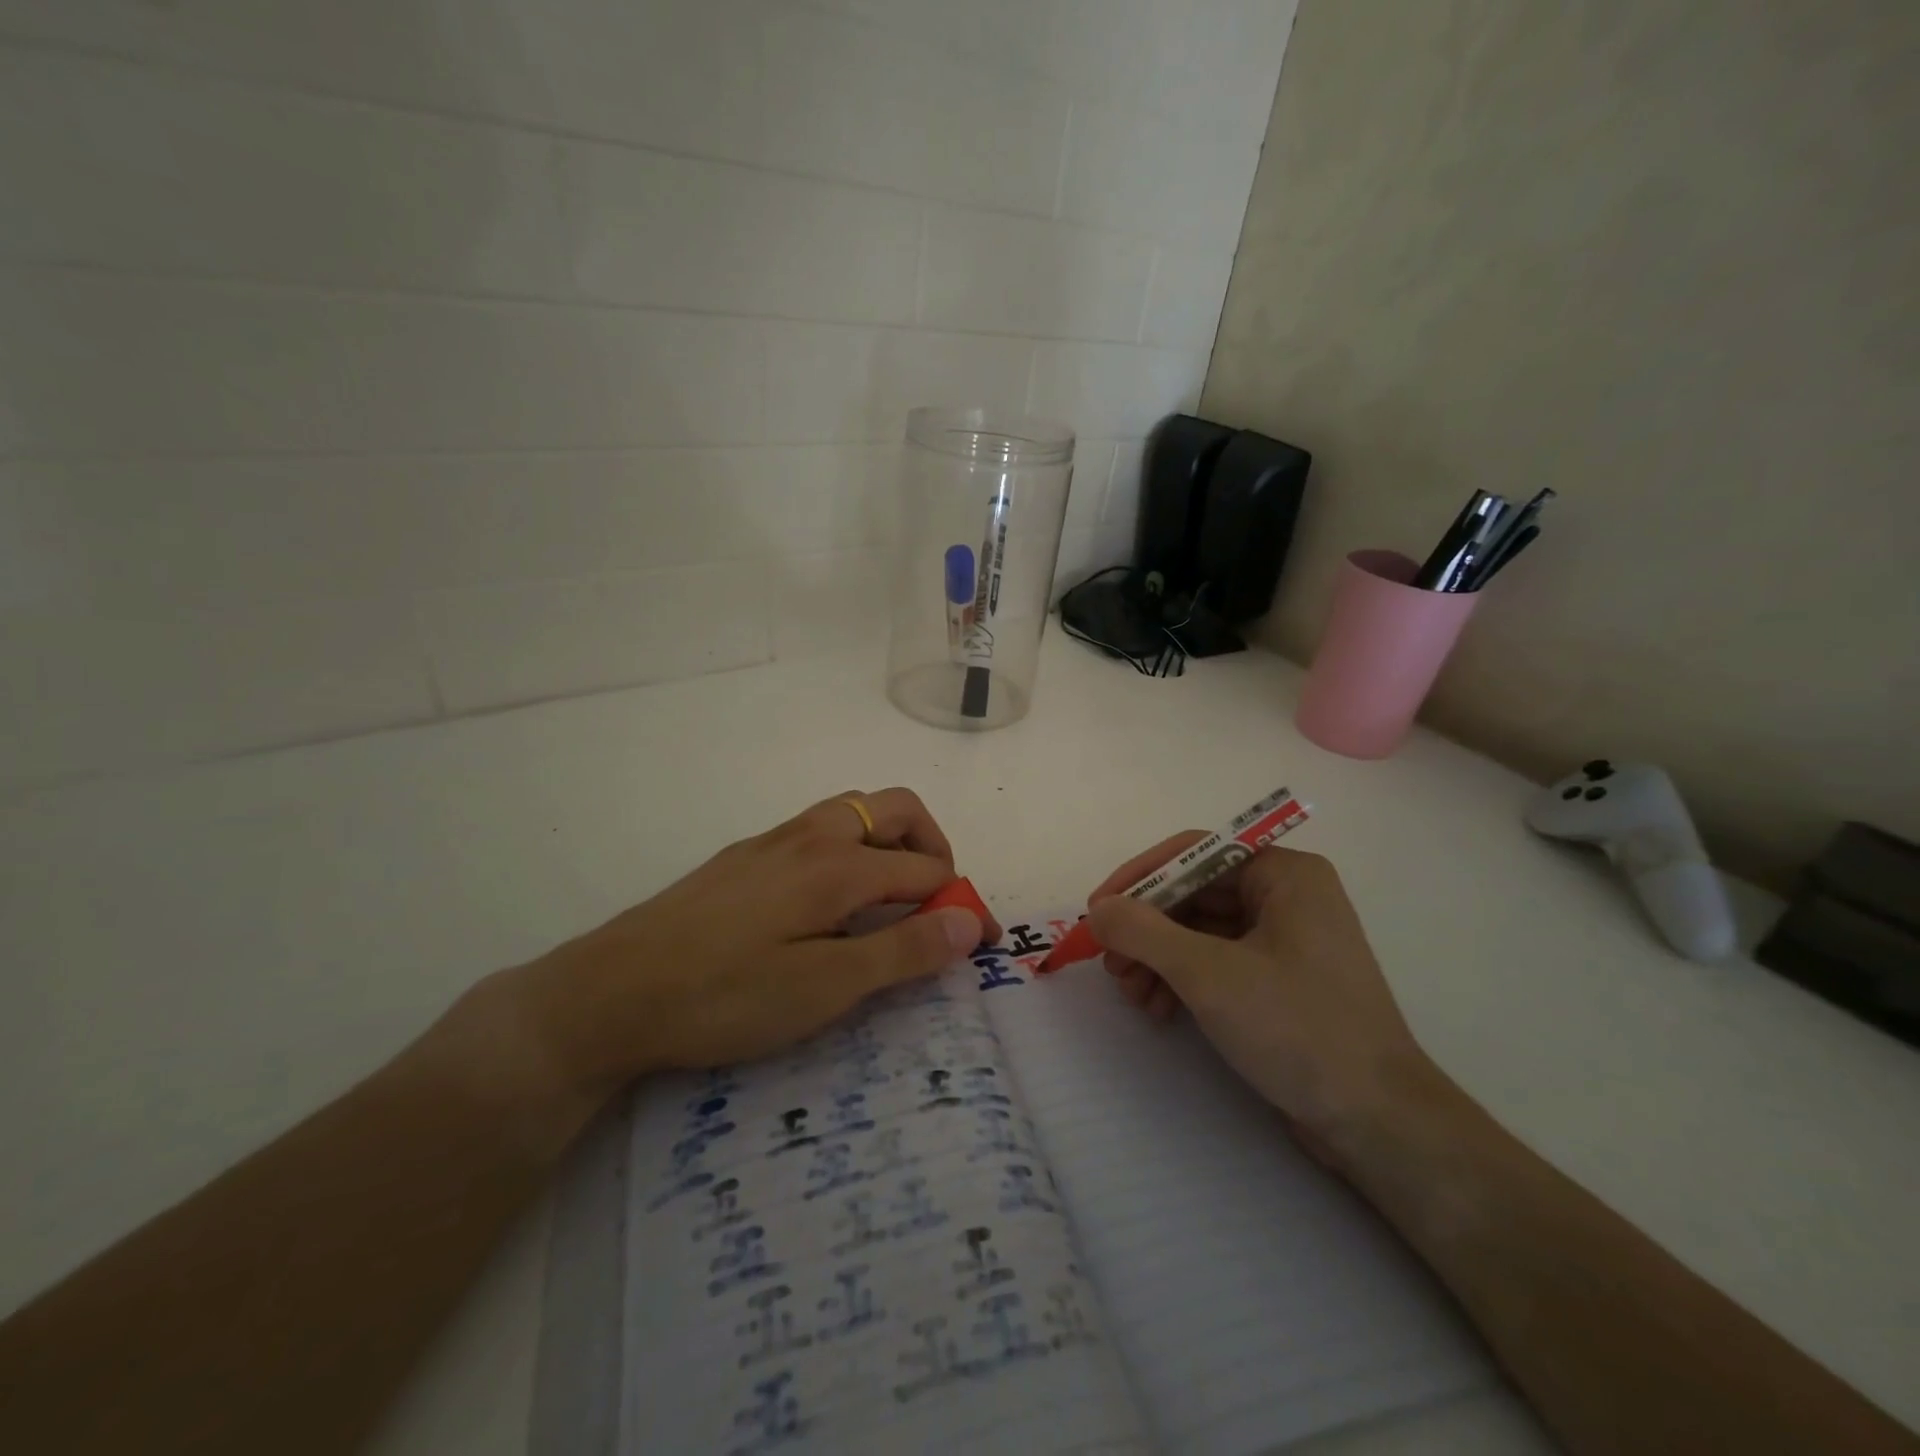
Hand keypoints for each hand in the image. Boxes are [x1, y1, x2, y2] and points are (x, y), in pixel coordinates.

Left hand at [494, 789, 992, 1105]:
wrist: (608, 993)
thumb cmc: (725, 996)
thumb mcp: (824, 988)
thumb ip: (902, 951)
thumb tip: (968, 922)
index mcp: (837, 864)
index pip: (927, 871)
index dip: (962, 905)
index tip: (980, 944)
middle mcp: (811, 836)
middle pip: (896, 809)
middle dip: (933, 846)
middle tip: (935, 901)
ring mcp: (773, 841)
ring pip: (855, 813)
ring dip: (891, 843)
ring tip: (890, 901)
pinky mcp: (745, 857)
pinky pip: (819, 831)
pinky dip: (852, 850)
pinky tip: (830, 903)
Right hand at [1086, 839, 1438, 1154]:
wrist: (1377, 1122)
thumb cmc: (1297, 1028)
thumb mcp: (1208, 974)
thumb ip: (1143, 932)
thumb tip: (1098, 910)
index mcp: (1284, 874)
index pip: (1194, 853)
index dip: (1139, 878)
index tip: (1096, 912)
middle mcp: (1287, 895)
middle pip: (1193, 893)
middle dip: (1145, 929)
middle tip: (1109, 964)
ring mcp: (1285, 939)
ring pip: (1200, 930)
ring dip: (1158, 958)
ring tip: (1133, 996)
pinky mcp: (1280, 979)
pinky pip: (1217, 960)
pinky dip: (1182, 979)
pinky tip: (1159, 1010)